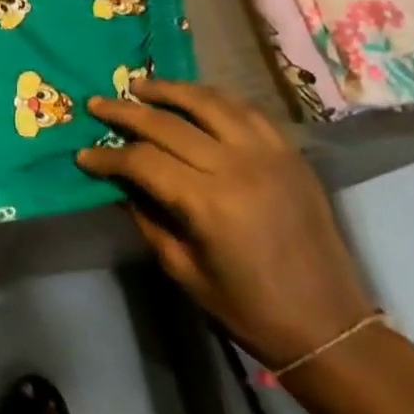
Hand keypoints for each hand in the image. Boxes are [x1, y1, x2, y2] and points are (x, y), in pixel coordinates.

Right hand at [78, 79, 373, 367]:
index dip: (108, 157)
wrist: (330, 327)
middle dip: (125, 112)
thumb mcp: (183, 270)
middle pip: (168, 123)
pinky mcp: (289, 154)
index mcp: (208, 203)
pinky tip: (192, 99)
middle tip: (97, 104)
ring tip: (139, 86)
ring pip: (207, 102)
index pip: (143, 161)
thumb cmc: (248, 308)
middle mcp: (237, 167)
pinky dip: (213, 98)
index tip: (84, 154)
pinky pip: (245, 110)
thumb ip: (147, 218)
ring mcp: (268, 154)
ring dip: (168, 90)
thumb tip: (119, 183)